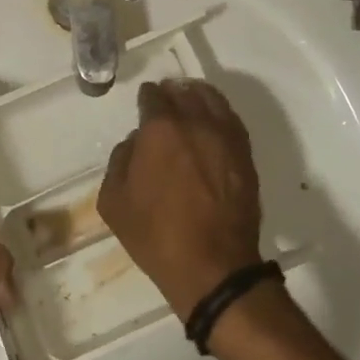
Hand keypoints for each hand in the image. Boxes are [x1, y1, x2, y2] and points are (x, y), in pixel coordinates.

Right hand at [98, 80, 263, 320]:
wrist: (212, 266)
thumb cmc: (156, 235)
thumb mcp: (114, 201)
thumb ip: (120, 159)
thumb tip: (136, 141)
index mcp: (160, 129)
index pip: (153, 96)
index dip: (147, 97)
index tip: (145, 101)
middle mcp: (195, 122)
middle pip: (183, 92)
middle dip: (171, 92)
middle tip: (165, 98)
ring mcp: (225, 136)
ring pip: (211, 99)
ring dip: (197, 95)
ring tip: (190, 101)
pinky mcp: (245, 154)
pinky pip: (231, 119)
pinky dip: (219, 112)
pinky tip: (211, 121)